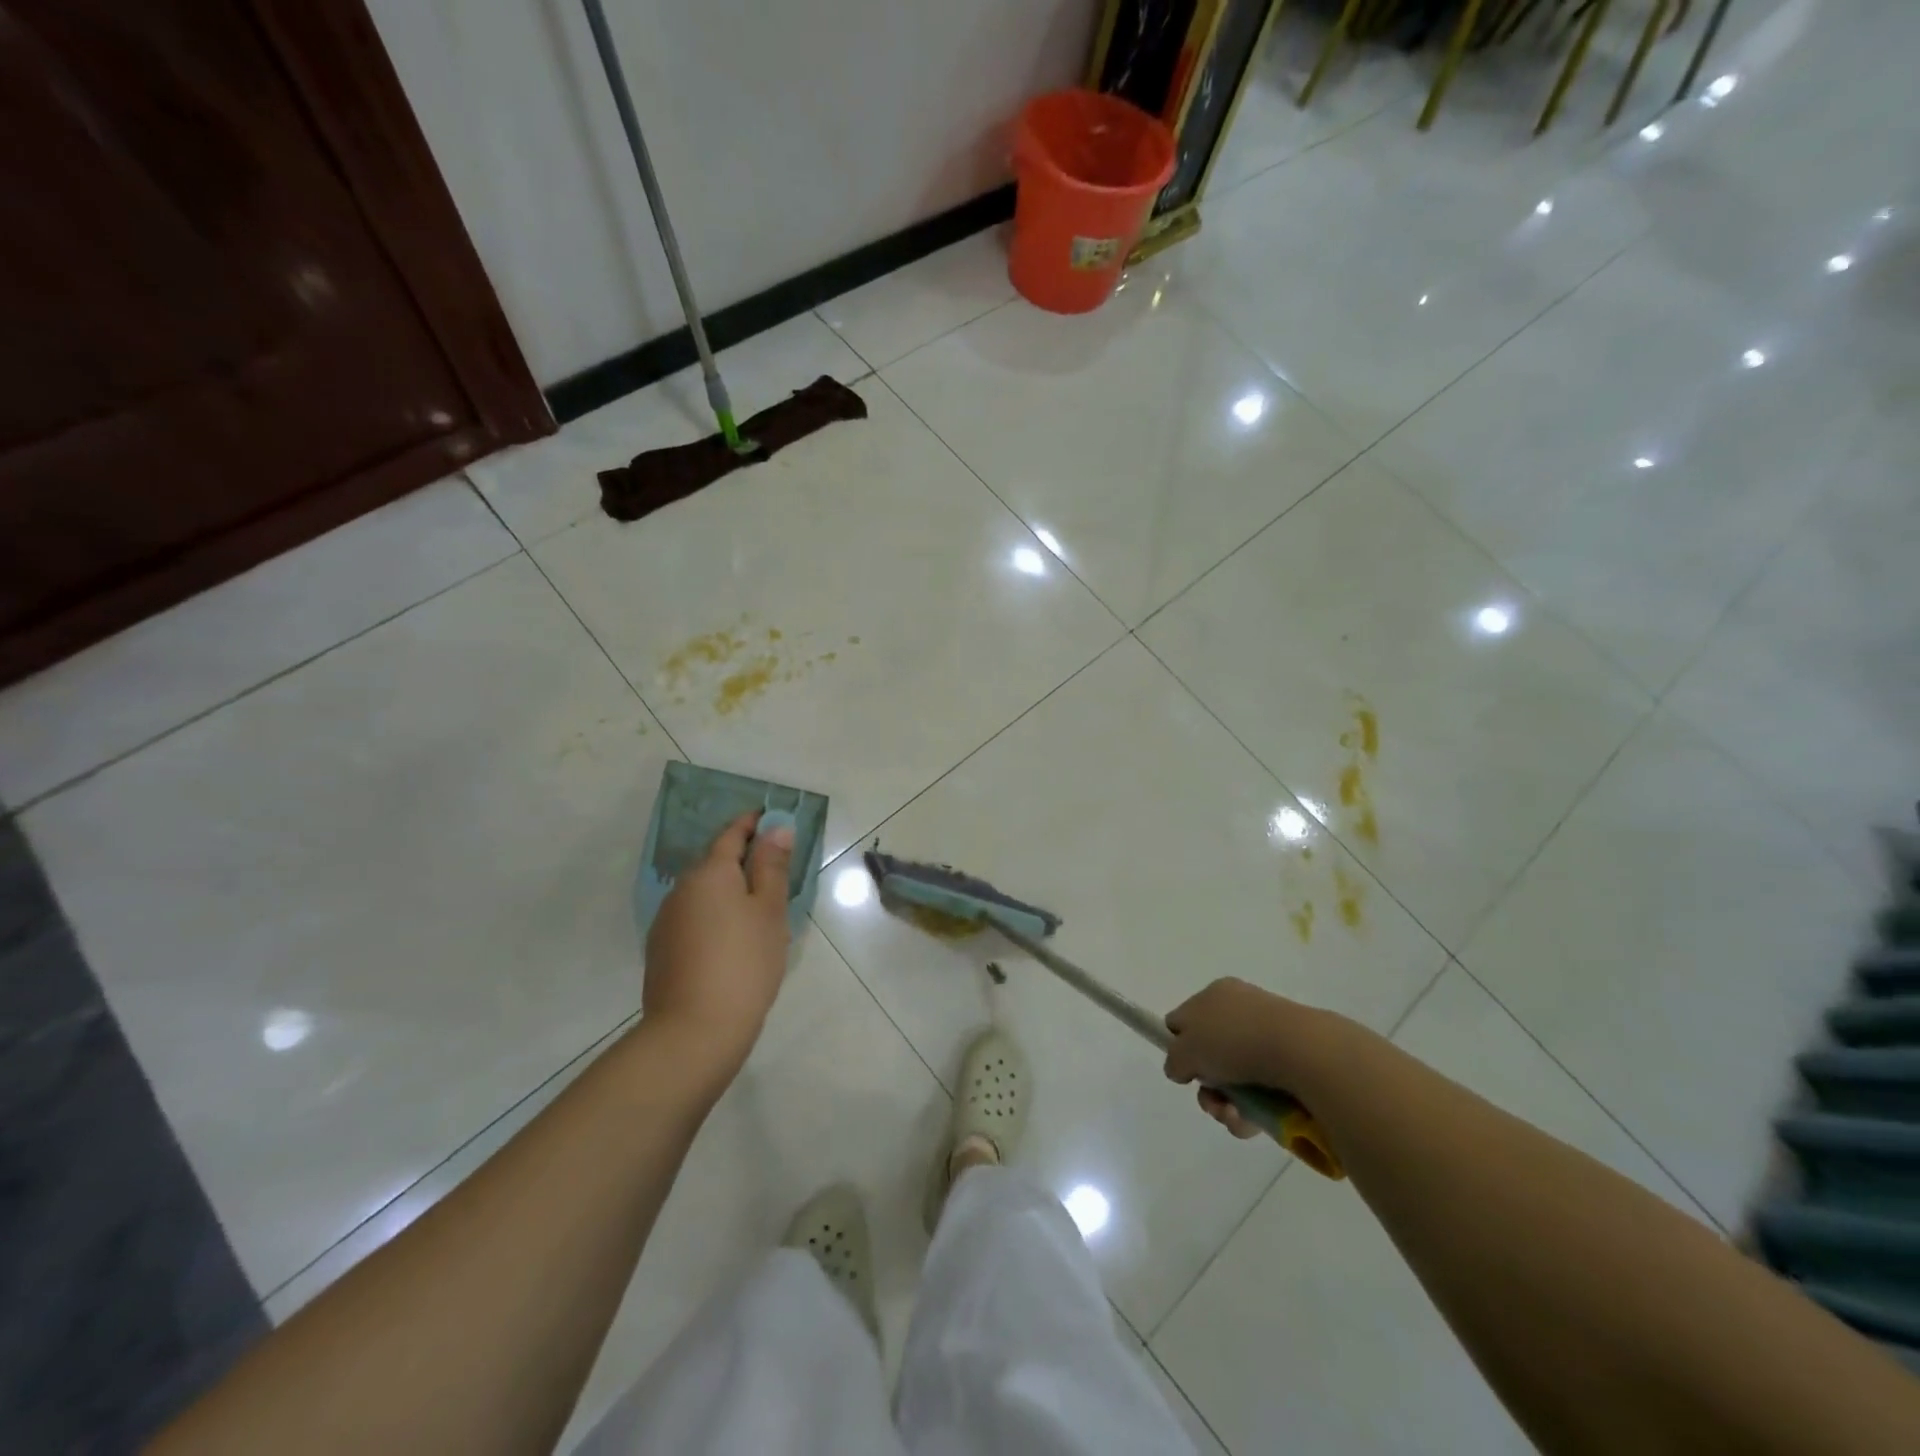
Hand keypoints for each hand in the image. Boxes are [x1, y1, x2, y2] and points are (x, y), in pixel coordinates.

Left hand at [643, 812, 793, 1081]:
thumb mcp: (770, 911)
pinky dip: (715, 917)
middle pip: (715, 863)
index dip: (753, 823)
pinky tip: (732, 942)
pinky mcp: (662, 950)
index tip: (772, 818)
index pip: (732, 834)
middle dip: (743, 860)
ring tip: (758, 912)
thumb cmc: (744, 962)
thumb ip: (772, 866)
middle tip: (776, 871)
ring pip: (704, 893)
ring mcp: (667, 920)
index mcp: (710, 873)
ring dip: (728, 892)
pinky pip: (694, 919)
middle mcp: (682, 888)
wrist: (694, 1031)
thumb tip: (776, 828)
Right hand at [1164, 978, 1331, 1139]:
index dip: (1178, 1047)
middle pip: (1211, 1054)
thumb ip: (1174, 1060)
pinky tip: (1254, 1122)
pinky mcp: (1294, 1062)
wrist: (1301, 1052)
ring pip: (1237, 1078)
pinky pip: (1264, 1090)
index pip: (1184, 1019)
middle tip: (1212, 1102)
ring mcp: (1270, 1036)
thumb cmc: (1234, 1040)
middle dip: (1208, 1086)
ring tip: (1235, 1119)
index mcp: (1215, 994)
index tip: (1183, 1071)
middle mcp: (1242, 1010)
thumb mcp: (1186, 1050)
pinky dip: (1255, 1109)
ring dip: (1228, 1105)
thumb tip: (1179, 1068)